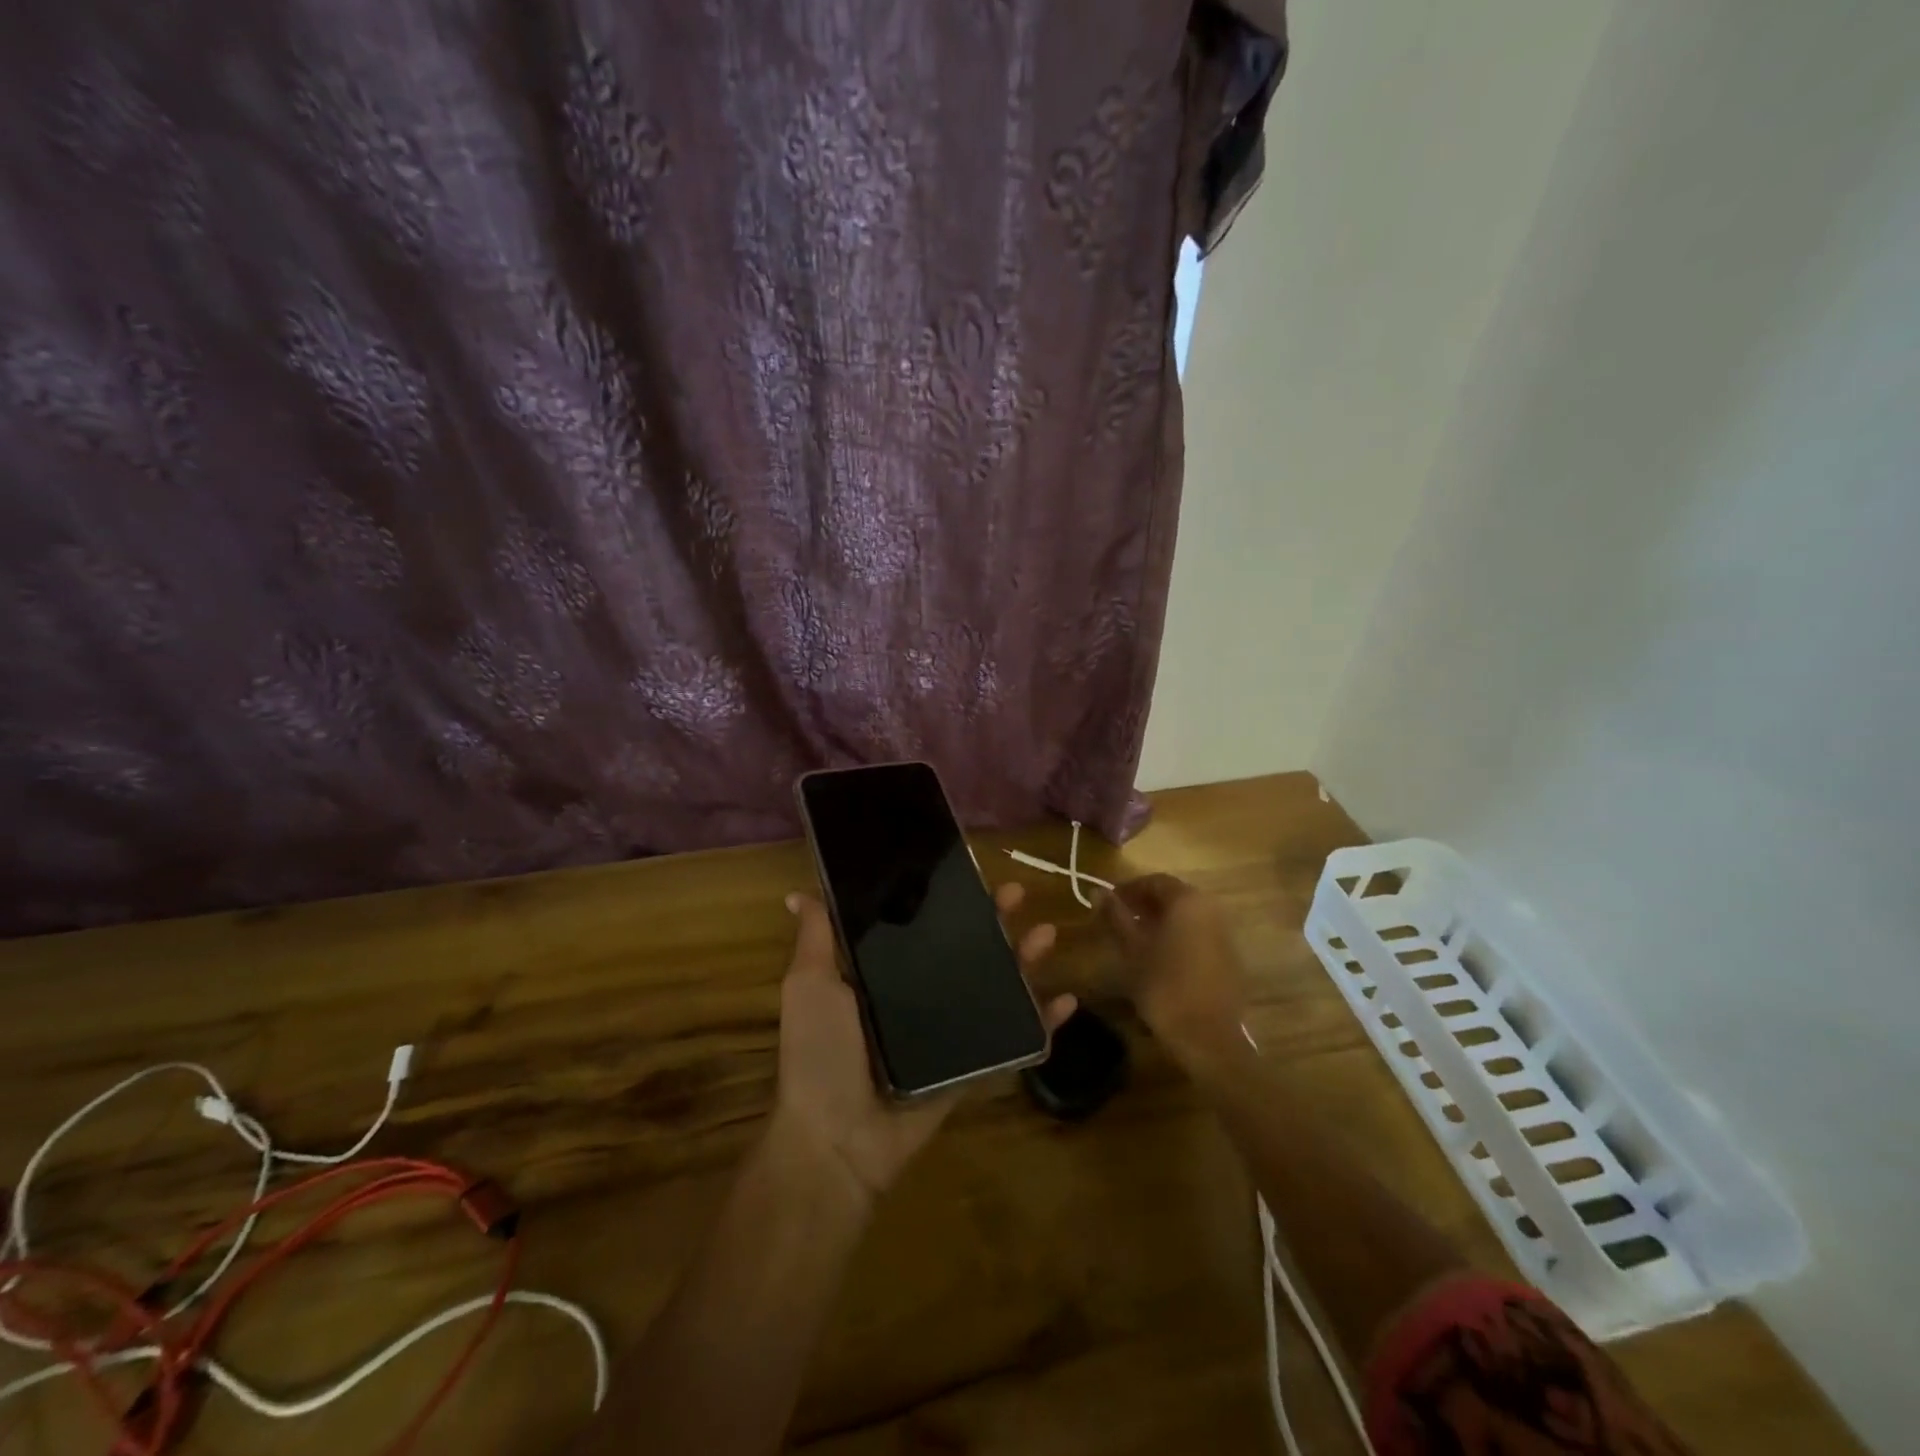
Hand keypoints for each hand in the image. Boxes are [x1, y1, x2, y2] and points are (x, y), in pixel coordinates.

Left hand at [773, 882, 1073, 1207]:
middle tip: (1016, 894)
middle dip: (994, 920)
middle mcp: (920, 995)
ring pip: (997, 986)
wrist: (836, 1140)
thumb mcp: (810, 985)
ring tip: (1045, 935)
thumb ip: (817, 939)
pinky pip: (1014, 1040)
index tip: (969, 872)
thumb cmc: (820, 1053)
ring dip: (1025, 960)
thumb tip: (797, 892)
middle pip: (967, 950)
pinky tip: (1066, 1000)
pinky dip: (1042, 1022)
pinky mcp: (971, 1065)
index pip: (924, 926)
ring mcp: (949, 1031)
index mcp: (884, 974)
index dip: (949, 900)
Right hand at [1100, 874, 1247, 1069]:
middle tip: (1118, 919)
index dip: (1128, 889)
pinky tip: (1159, 956)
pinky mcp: (1229, 955)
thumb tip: (1098, 891)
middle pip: (1172, 896)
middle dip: (1144, 904)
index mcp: (1187, 900)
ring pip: (1186, 915)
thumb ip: (1115, 916)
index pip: (1154, 881)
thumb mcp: (1132, 949)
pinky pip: (1198, 933)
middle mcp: (1210, 908)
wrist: (1208, 1037)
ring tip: (1134, 939)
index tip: (1107, 902)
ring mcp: (1224, 932)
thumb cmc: (1164, 986)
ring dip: (1160, 920)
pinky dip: (1177, 935)